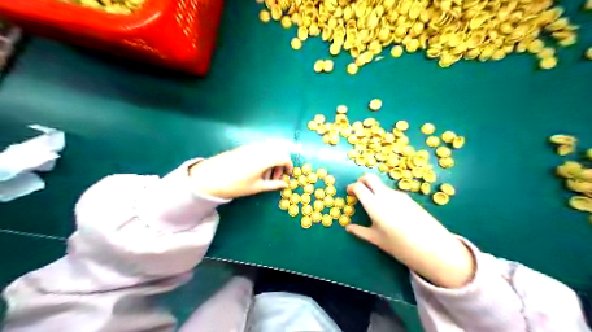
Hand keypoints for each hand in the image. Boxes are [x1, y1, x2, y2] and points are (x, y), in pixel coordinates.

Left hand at [189, 143, 291, 198]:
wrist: (209, 178)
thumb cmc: (236, 185)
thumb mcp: (257, 187)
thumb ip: (274, 185)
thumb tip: (286, 184)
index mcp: (265, 158)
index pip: (284, 157)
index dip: (289, 166)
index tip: (287, 176)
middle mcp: (260, 149)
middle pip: (277, 151)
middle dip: (280, 164)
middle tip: (275, 178)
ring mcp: (250, 146)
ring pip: (268, 150)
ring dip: (272, 161)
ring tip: (264, 176)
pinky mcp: (243, 147)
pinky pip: (259, 149)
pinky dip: (263, 158)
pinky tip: (255, 170)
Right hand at [349, 175, 474, 288]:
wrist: (434, 248)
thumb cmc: (400, 246)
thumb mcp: (377, 240)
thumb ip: (360, 231)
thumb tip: (348, 227)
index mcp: (374, 204)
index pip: (359, 187)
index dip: (351, 188)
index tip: (349, 193)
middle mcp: (386, 195)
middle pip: (370, 177)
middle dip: (361, 180)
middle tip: (359, 190)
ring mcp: (399, 195)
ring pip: (381, 185)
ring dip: (374, 189)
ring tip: (374, 205)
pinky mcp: (409, 198)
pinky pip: (392, 192)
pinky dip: (384, 195)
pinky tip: (389, 210)